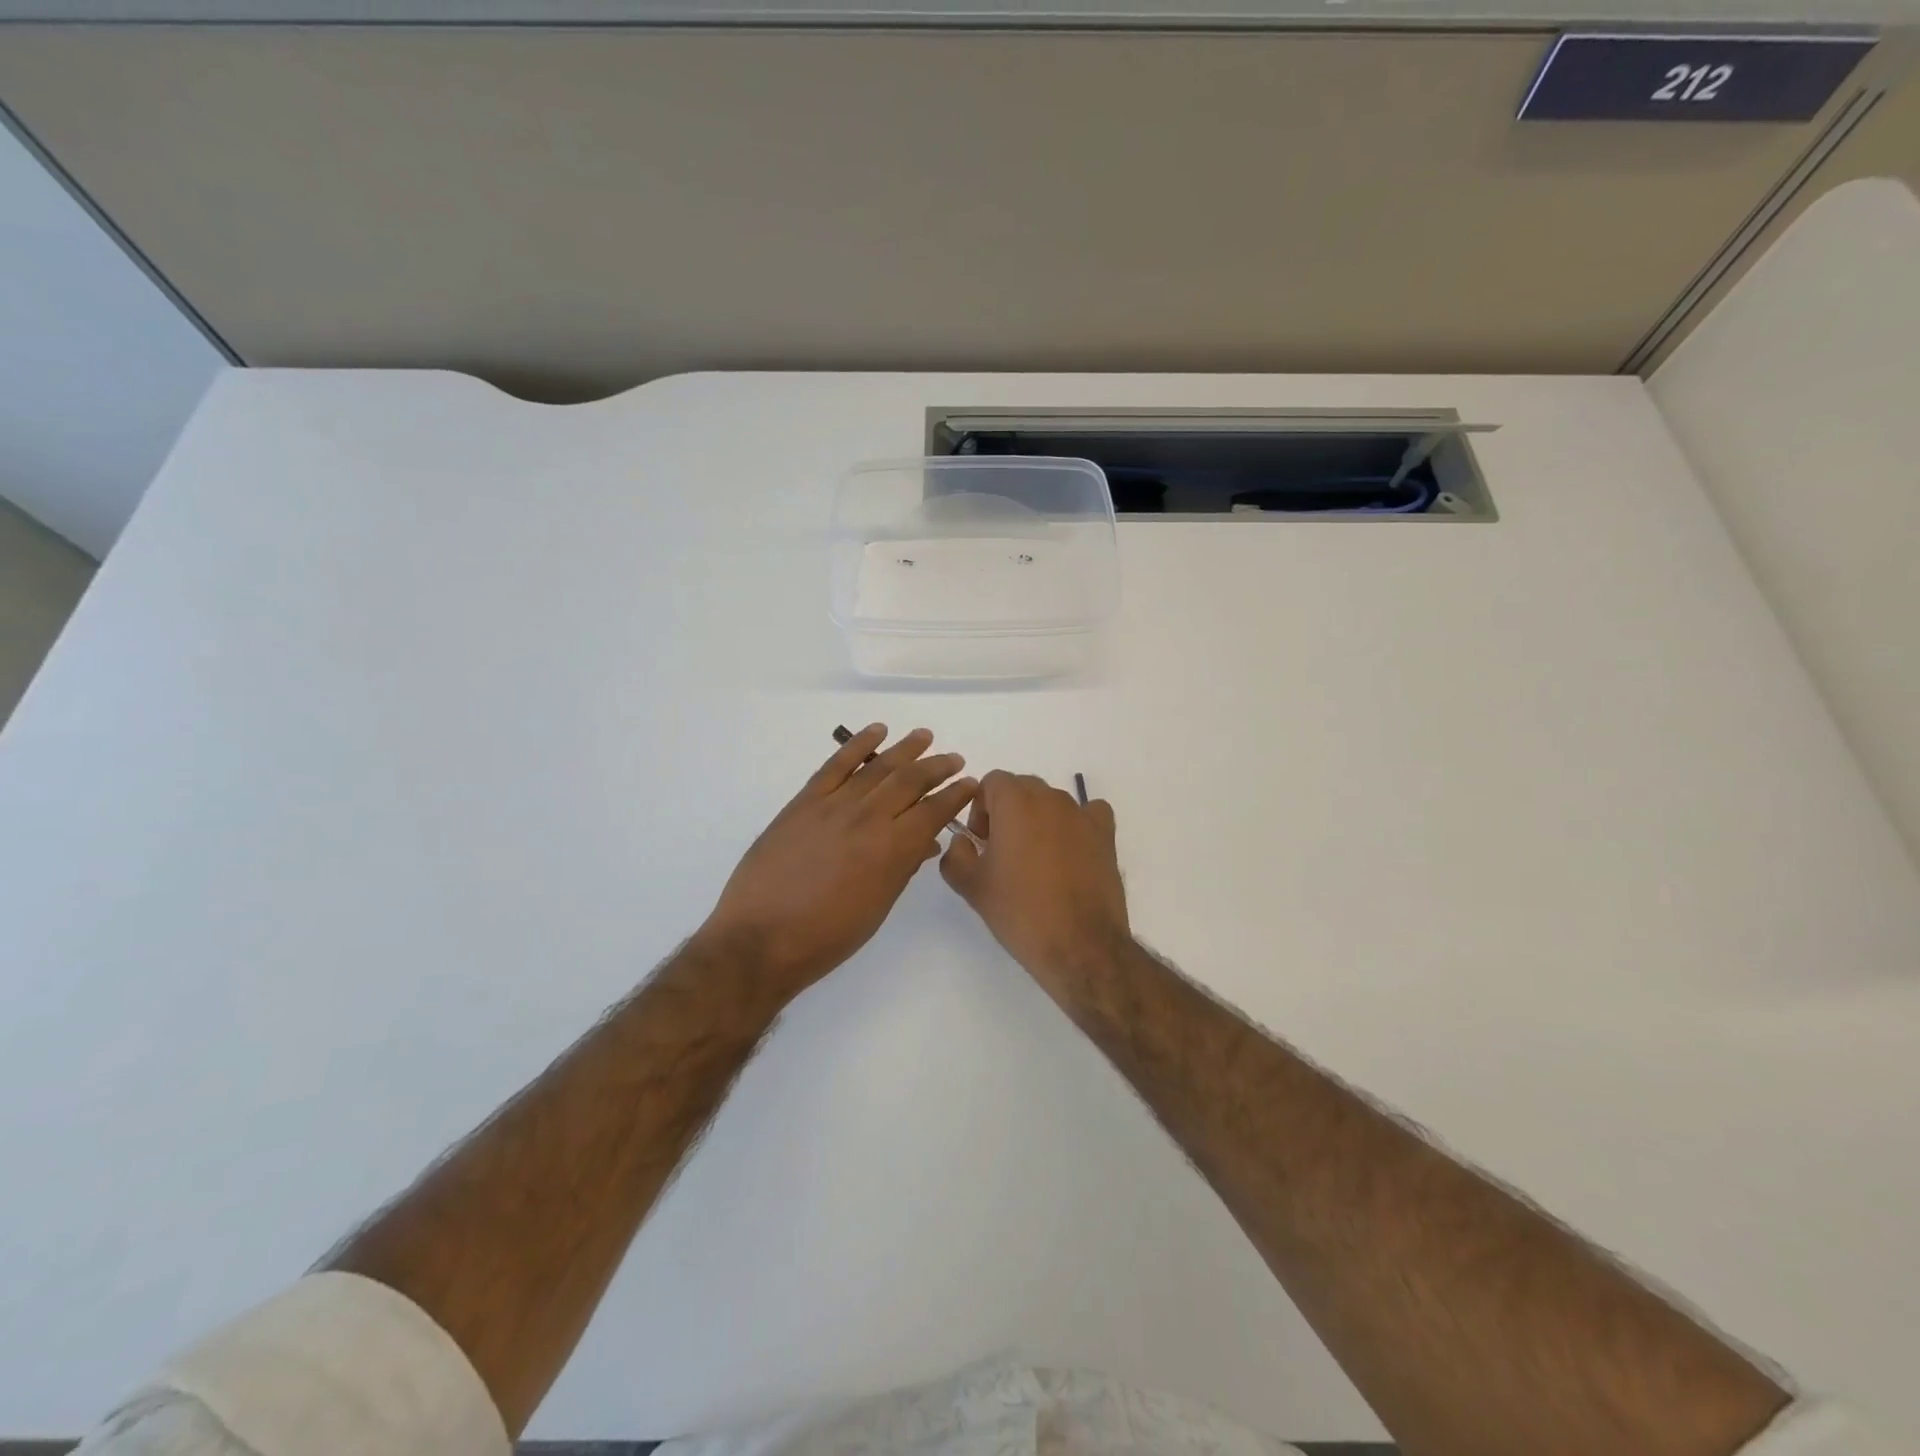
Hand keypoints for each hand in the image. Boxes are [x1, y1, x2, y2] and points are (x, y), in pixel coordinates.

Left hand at [698, 725, 977, 996]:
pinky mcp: (804, 802)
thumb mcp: (877, 908)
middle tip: (954, 759)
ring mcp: (833, 806)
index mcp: (891, 850)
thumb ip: (903, 868)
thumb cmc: (826, 936)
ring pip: (877, 767)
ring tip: (924, 736)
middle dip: (937, 767)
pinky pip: (835, 764)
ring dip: (905, 749)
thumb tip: (925, 842)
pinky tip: (876, 731)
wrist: (760, 938)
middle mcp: (867, 819)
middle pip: (910, 781)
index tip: (970, 784)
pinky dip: (857, 744)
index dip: (955, 795)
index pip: (933, 812)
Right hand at [939, 770, 1129, 985]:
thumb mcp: (972, 886)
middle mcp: (1051, 798)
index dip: (981, 808)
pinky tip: (1071, 852)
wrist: (1079, 945)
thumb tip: (964, 841)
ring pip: (1052, 802)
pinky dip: (1076, 825)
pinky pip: (1088, 814)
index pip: (992, 782)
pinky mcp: (1106, 835)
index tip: (981, 841)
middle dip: (1008, 811)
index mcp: (1015, 802)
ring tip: (1036, 861)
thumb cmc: (1019, 911)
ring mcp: (1082, 815)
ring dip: (1039, 820)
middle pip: (1022, 788)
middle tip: (1003, 852)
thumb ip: (956, 854)